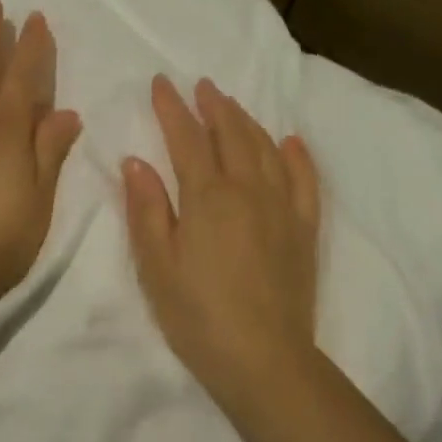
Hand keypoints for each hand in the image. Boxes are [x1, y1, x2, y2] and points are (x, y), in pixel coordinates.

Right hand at [122, 76, 321, 407]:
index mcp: (207, 197)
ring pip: (266, 149)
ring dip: (247, 122)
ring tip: (233, 105)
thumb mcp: (156, 266)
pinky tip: (290, 142)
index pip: (187, 138)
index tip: (161, 82)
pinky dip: (297, 156)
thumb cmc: (198, 315)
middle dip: (213, 106)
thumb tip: (135, 161)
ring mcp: (282, 207)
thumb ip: (147, 209)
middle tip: (201, 85)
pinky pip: (305, 180)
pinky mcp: (304, 229)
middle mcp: (248, 190)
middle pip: (230, 134)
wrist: (264, 359)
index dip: (172, 108)